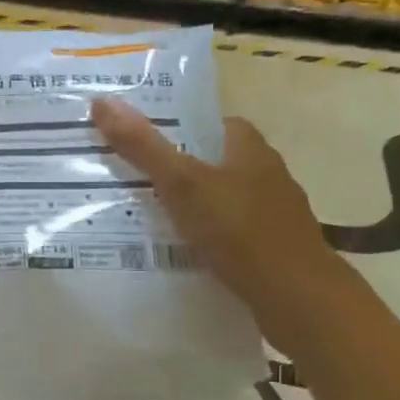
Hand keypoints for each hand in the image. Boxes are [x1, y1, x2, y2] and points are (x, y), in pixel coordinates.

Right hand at [90, 98, 338, 335]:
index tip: (143, 139)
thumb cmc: (241, 231)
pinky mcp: (272, 251)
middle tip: (134, 180)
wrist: (297, 298)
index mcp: (251, 149)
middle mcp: (267, 176)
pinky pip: (230, 236)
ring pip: (223, 202)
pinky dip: (207, 241)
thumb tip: (102, 101)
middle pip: (216, 163)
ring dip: (193, 208)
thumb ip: (144, 146)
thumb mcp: (184, 184)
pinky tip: (181, 255)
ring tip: (148, 219)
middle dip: (181, 170)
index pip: (214, 124)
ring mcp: (273, 215)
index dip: (180, 126)